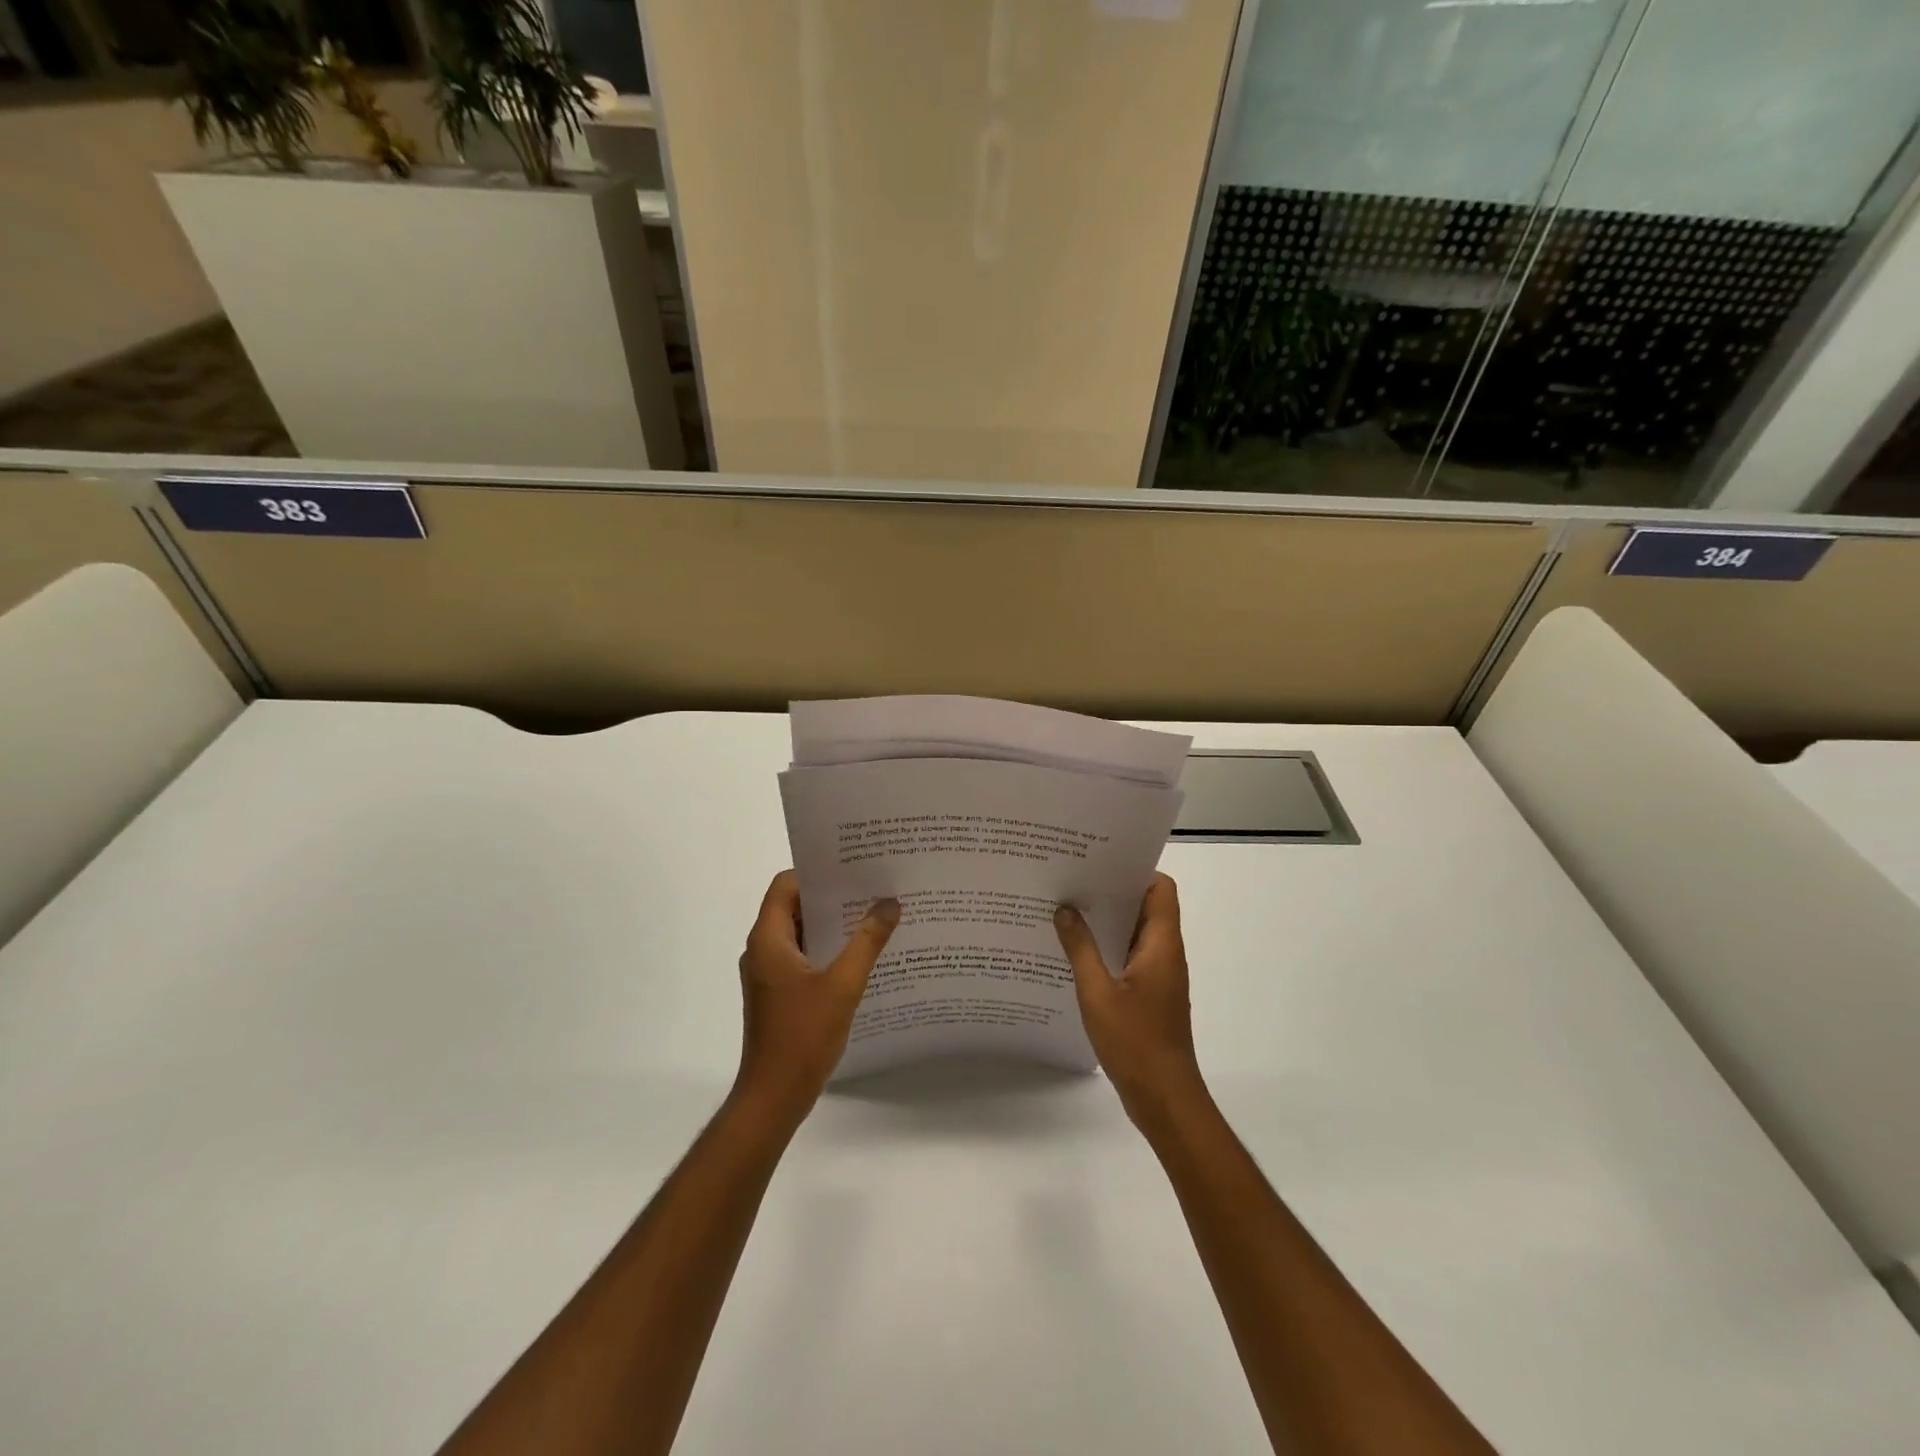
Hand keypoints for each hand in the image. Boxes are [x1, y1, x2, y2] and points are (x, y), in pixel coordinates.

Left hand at [733, 871, 898, 1128]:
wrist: (774, 1097)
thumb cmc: (803, 1036)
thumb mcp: (843, 984)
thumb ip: (867, 941)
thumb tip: (889, 903)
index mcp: (768, 939)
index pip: (785, 885)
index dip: (816, 872)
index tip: (852, 869)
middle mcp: (762, 950)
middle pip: (793, 906)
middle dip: (831, 896)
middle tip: (872, 888)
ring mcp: (768, 974)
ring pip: (800, 933)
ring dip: (831, 924)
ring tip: (873, 916)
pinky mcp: (778, 994)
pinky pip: (802, 957)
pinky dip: (827, 949)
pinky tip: (860, 956)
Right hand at [1055, 874, 1208, 1128]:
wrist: (1164, 1098)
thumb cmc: (1135, 1042)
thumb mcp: (1098, 993)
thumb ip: (1080, 948)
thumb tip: (1065, 909)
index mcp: (1161, 945)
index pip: (1161, 888)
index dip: (1135, 871)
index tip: (1099, 863)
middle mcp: (1165, 954)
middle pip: (1146, 907)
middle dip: (1112, 892)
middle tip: (1073, 881)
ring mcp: (1159, 976)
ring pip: (1136, 933)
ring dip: (1107, 922)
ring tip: (1067, 910)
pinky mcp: (1150, 995)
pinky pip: (1129, 957)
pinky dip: (1108, 949)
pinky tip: (1075, 953)